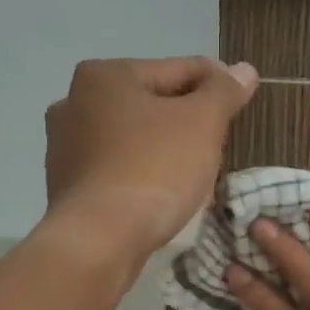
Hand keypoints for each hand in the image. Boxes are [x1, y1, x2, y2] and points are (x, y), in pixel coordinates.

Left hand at [43, 56, 257, 261]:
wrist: (100, 240)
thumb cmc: (154, 169)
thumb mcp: (202, 123)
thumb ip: (224, 92)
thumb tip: (244, 69)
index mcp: (105, 75)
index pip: (179, 69)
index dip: (217, 84)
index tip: (242, 102)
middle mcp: (74, 102)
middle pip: (153, 102)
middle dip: (188, 119)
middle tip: (220, 142)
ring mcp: (66, 146)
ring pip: (135, 137)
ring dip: (165, 147)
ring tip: (196, 171)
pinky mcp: (68, 185)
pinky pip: (119, 168)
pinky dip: (143, 173)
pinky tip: (163, 193)